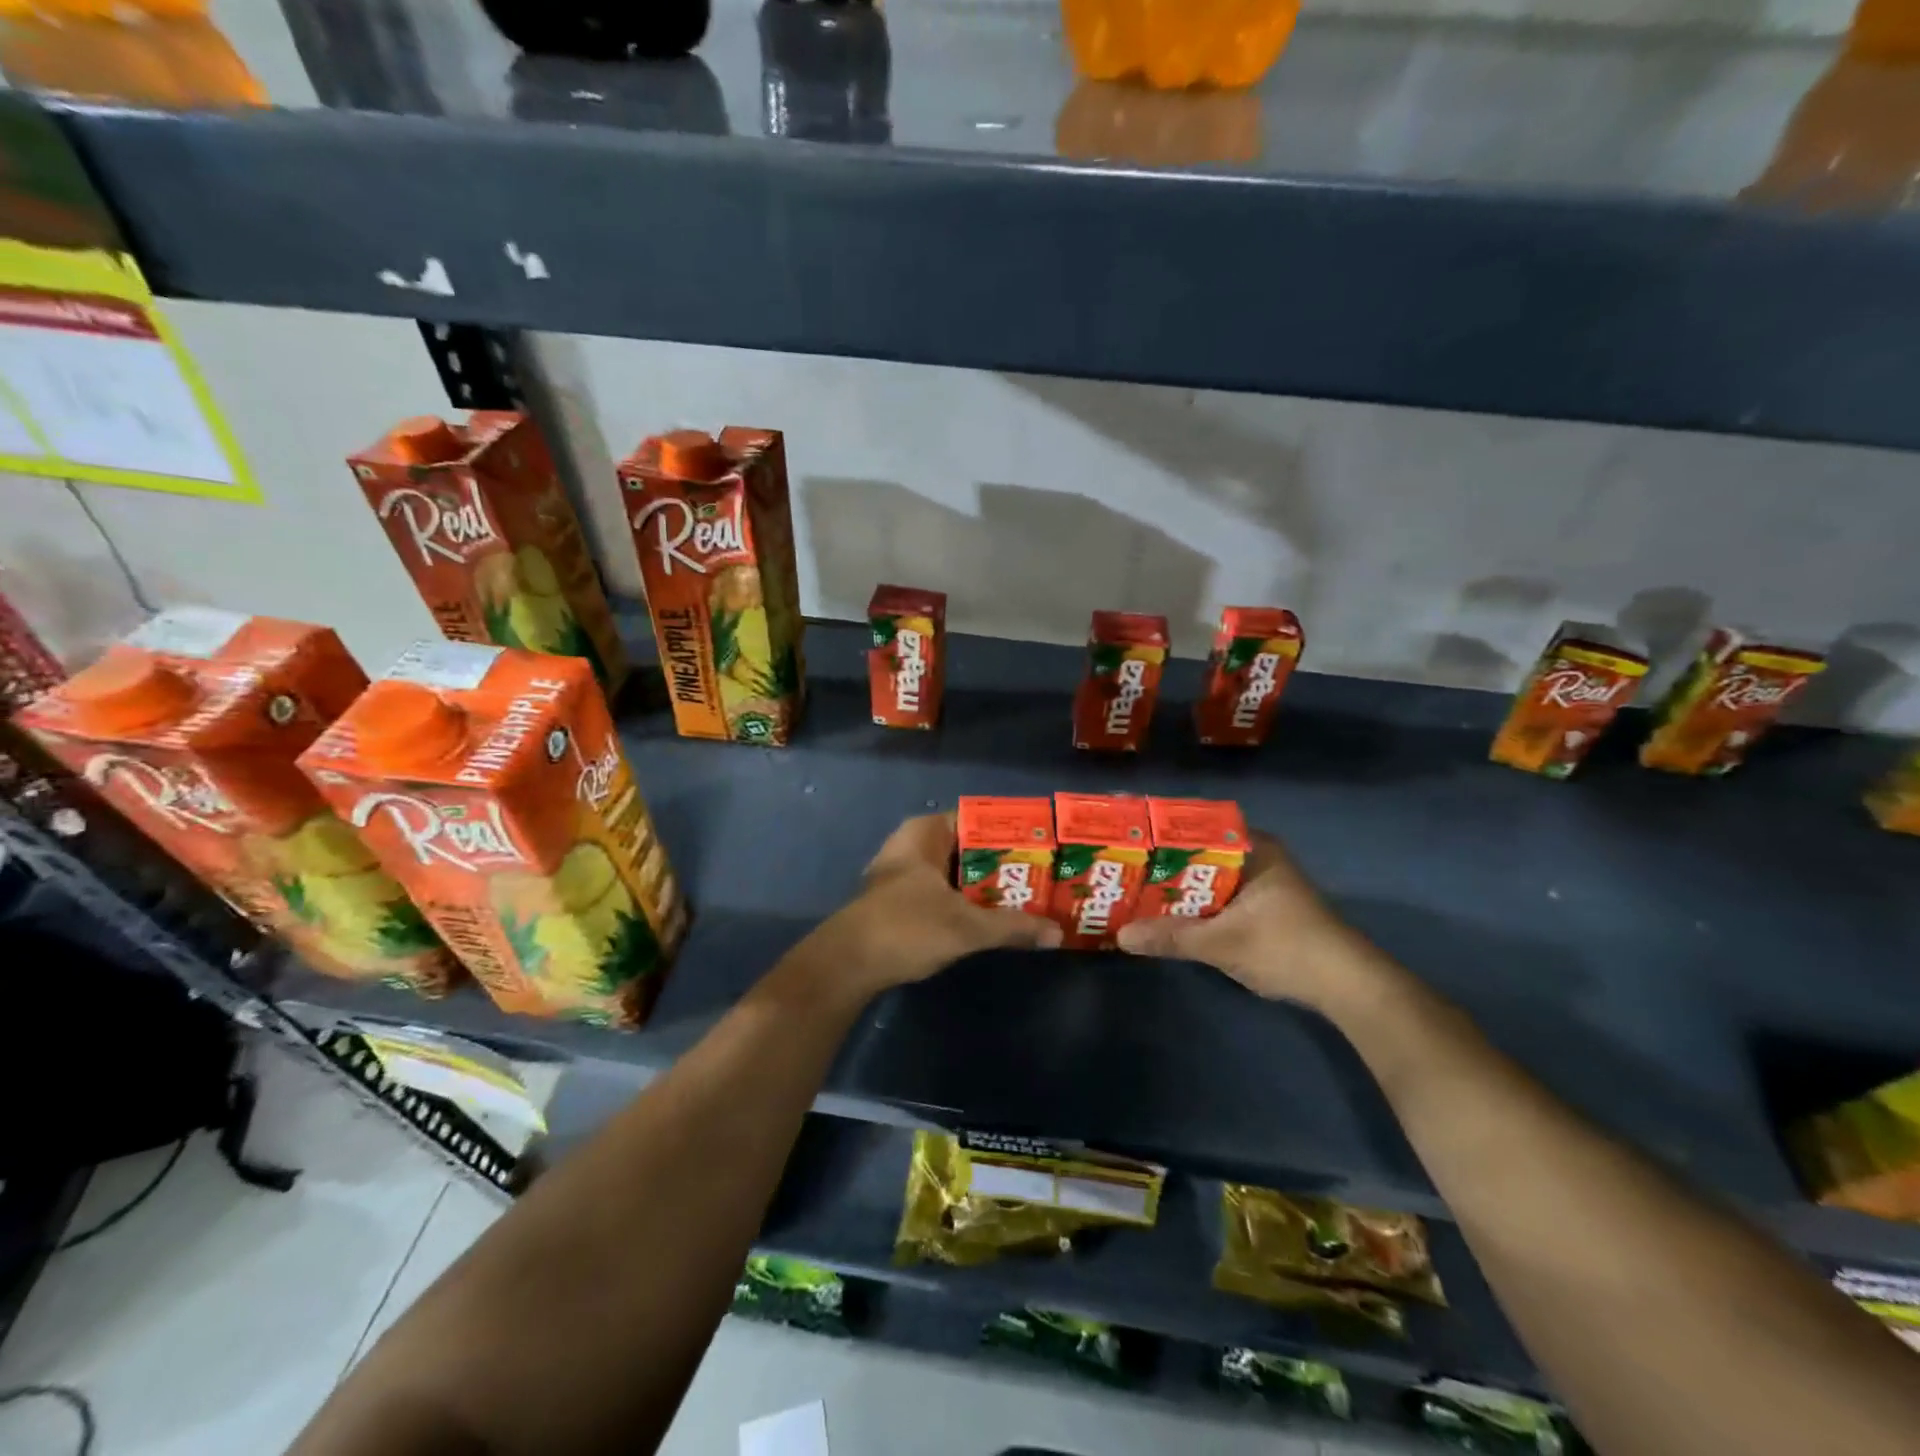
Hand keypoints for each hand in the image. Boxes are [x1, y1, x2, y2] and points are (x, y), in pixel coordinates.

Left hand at [794, 812, 1062, 1000]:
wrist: (847, 965)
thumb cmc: (906, 927)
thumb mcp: (967, 926)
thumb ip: (1013, 927)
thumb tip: (1057, 934)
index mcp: (925, 833)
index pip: (977, 819)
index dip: (1011, 833)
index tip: (1043, 848)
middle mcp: (913, 845)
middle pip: (969, 848)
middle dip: (1003, 864)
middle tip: (1043, 877)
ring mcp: (903, 874)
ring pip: (956, 873)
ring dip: (985, 887)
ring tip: (1027, 898)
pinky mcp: (899, 902)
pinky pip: (943, 892)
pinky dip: (966, 902)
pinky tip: (991, 919)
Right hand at [1116, 830, 1358, 1006]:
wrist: (1347, 987)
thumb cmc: (1286, 948)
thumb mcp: (1222, 943)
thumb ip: (1171, 937)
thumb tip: (1120, 936)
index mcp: (1253, 847)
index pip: (1195, 827)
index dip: (1158, 835)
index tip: (1124, 842)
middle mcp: (1257, 856)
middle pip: (1197, 854)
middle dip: (1162, 866)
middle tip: (1120, 870)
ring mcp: (1262, 883)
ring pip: (1207, 878)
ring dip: (1177, 889)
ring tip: (1133, 892)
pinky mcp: (1264, 908)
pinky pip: (1218, 897)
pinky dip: (1195, 906)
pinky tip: (1168, 917)